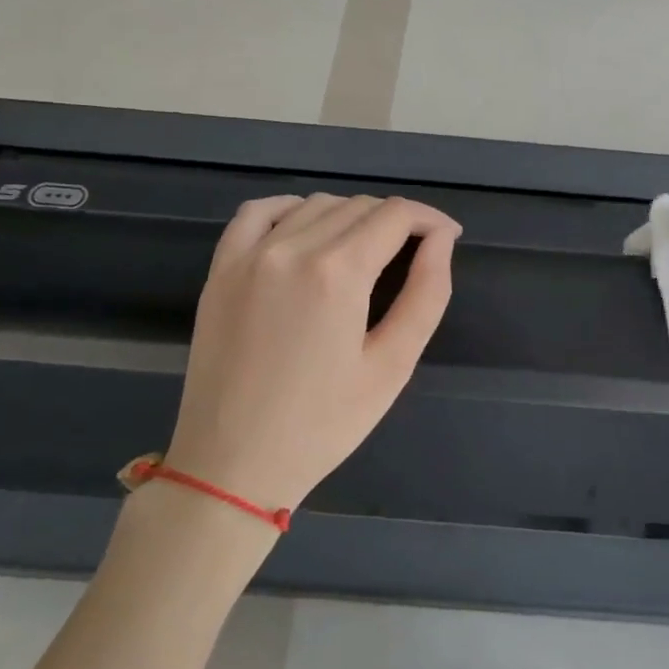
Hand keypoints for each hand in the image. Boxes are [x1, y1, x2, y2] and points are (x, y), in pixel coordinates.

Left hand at [164, 194, 460, 513]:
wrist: (233, 464)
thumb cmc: (324, 424)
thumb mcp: (393, 366)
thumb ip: (426, 294)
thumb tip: (441, 240)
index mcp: (337, 273)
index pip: (395, 215)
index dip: (430, 219)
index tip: (448, 237)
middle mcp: (291, 248)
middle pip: (358, 206)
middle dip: (397, 221)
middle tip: (416, 253)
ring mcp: (248, 256)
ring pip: (315, 205)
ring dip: (351, 216)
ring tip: (369, 250)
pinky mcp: (220, 270)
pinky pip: (258, 213)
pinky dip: (292, 209)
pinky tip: (308, 230)